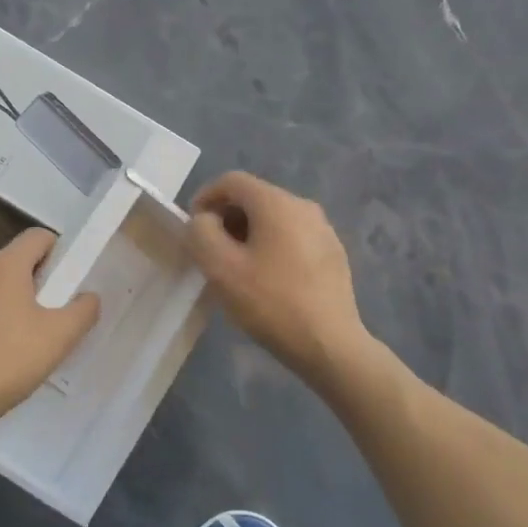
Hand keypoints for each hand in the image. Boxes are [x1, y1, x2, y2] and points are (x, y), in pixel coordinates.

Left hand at [0, 227, 100, 432]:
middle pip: (19, 261)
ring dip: (20, 301)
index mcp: (5, 264)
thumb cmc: (12, 357)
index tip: (71, 280)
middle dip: (42, 279)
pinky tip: (9, 351)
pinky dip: (0, 319)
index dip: (60, 251)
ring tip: (36, 334)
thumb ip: (83, 310)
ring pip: (1, 287)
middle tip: (59, 310)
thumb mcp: (61, 335)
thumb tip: (88, 297)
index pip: (38, 236)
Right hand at [188, 171, 368, 387]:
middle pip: (254, 198)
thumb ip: (201, 233)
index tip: (193, 228)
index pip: (231, 181)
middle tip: (211, 252)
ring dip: (248, 234)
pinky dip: (271, 247)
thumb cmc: (271, 302)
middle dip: (226, 218)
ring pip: (274, 219)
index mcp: (276, 203)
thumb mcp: (220, 267)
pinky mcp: (333, 254)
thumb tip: (205, 220)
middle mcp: (303, 206)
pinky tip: (267, 281)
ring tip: (237, 268)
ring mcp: (323, 230)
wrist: (330, 345)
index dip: (205, 197)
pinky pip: (292, 237)